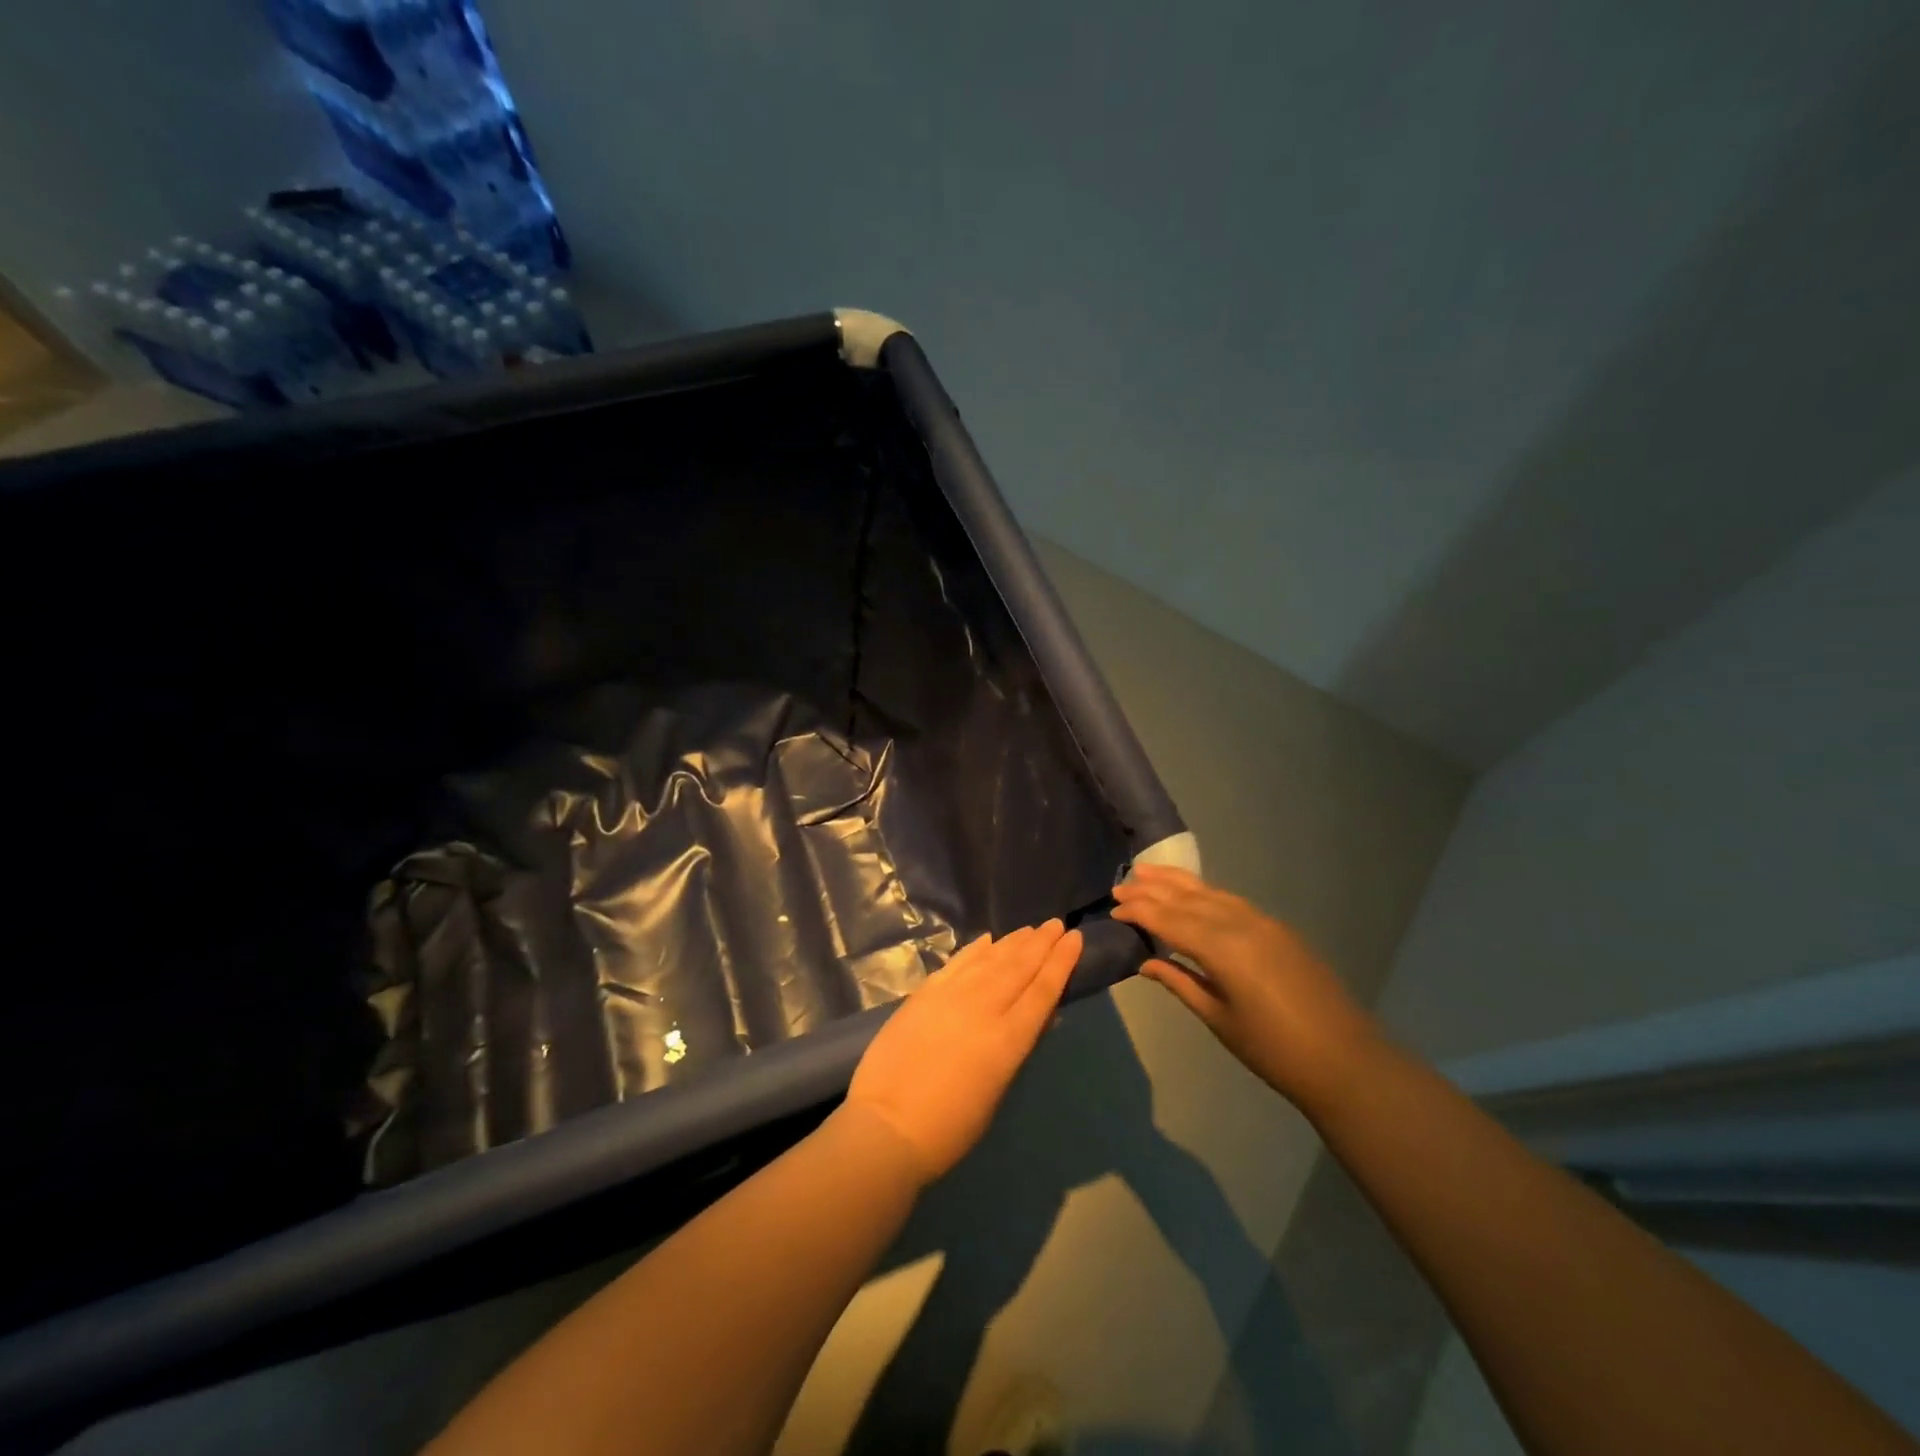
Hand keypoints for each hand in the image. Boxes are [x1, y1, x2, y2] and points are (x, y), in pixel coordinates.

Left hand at [846, 920, 1083, 1183]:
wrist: (887, 1125)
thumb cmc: (950, 1127)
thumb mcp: (997, 1090)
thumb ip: (1017, 1047)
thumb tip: (1039, 1016)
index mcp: (1008, 1039)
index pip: (1043, 990)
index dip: (1061, 962)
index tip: (1075, 938)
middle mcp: (983, 1007)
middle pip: (1019, 967)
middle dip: (1041, 943)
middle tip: (1057, 924)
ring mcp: (951, 995)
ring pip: (990, 959)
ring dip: (1013, 942)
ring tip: (1030, 928)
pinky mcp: (924, 993)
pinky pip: (957, 962)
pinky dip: (975, 948)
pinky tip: (988, 939)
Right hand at [1111, 864, 1376, 1110]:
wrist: (1345, 1060)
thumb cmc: (1274, 1050)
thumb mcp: (1219, 1018)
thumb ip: (1180, 982)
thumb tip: (1146, 962)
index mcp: (1222, 948)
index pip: (1169, 919)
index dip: (1139, 912)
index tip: (1112, 908)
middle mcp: (1240, 924)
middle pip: (1187, 898)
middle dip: (1152, 890)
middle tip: (1120, 885)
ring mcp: (1263, 922)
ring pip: (1210, 892)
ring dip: (1177, 882)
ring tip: (1147, 872)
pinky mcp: (1277, 929)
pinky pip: (1230, 901)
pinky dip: (1204, 893)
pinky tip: (1191, 894)